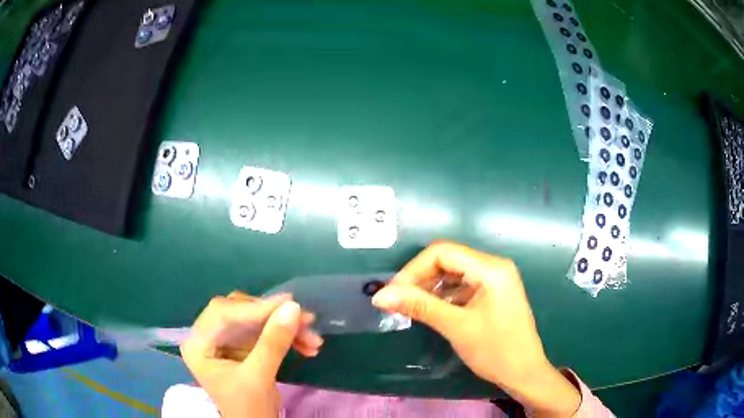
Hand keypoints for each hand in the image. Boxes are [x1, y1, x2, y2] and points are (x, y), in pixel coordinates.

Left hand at [181, 292, 323, 417]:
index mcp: (197, 344)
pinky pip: (266, 331)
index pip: (222, 313)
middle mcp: (208, 336)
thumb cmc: (247, 408)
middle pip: (240, 312)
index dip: (255, 308)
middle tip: (306, 320)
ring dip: (286, 328)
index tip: (290, 303)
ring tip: (314, 339)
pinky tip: (308, 346)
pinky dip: (287, 337)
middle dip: (274, 317)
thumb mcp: (258, 378)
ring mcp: (226, 340)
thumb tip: (294, 307)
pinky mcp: (243, 345)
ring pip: (257, 320)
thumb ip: (273, 343)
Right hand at [372, 242, 580, 416]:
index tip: (394, 292)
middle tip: (398, 300)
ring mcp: (496, 279)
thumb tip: (381, 295)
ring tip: (411, 306)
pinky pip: (463, 285)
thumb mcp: (456, 327)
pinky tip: (431, 309)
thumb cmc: (495, 350)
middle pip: (448, 260)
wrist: (524, 373)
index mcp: (491, 268)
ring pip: (454, 273)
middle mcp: (494, 266)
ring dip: (431, 287)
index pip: (443, 252)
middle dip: (421, 278)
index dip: (414, 269)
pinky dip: (444, 295)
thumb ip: (419, 306)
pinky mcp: (493, 293)